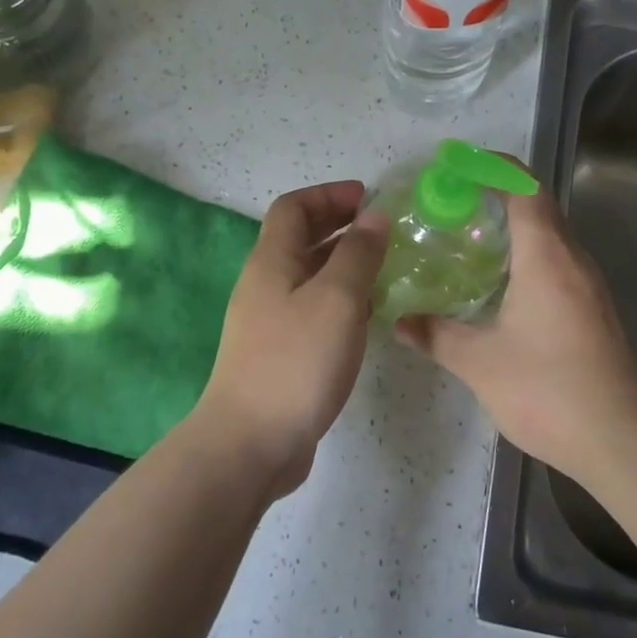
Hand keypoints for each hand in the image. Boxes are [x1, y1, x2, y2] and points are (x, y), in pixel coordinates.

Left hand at [195, 181, 389, 497]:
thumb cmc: (296, 361)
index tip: (369, 198)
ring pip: (308, 277)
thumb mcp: (337, 299)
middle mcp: (265, 285)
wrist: (251, 442)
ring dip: (343, 265)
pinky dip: (340, 301)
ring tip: (384, 269)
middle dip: (339, 226)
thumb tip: (374, 216)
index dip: (329, 195)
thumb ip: (358, 254)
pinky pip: (312, 310)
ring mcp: (269, 322)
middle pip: (299, 239)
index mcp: (272, 261)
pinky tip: (367, 317)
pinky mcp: (279, 354)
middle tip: (382, 230)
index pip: (293, 208)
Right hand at [396, 187, 636, 487]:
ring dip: (512, 230)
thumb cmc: (547, 390)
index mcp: (547, 258)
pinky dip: (525, 259)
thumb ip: (435, 334)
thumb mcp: (479, 362)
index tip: (456, 166)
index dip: (493, 168)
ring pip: (549, 239)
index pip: (525, 189)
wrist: (620, 441)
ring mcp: (589, 288)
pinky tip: (496, 288)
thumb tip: (398, 320)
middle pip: (538, 208)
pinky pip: (556, 266)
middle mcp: (573, 262)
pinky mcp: (593, 312)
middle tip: (448, 206)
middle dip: (495, 197)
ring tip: (465, 242)